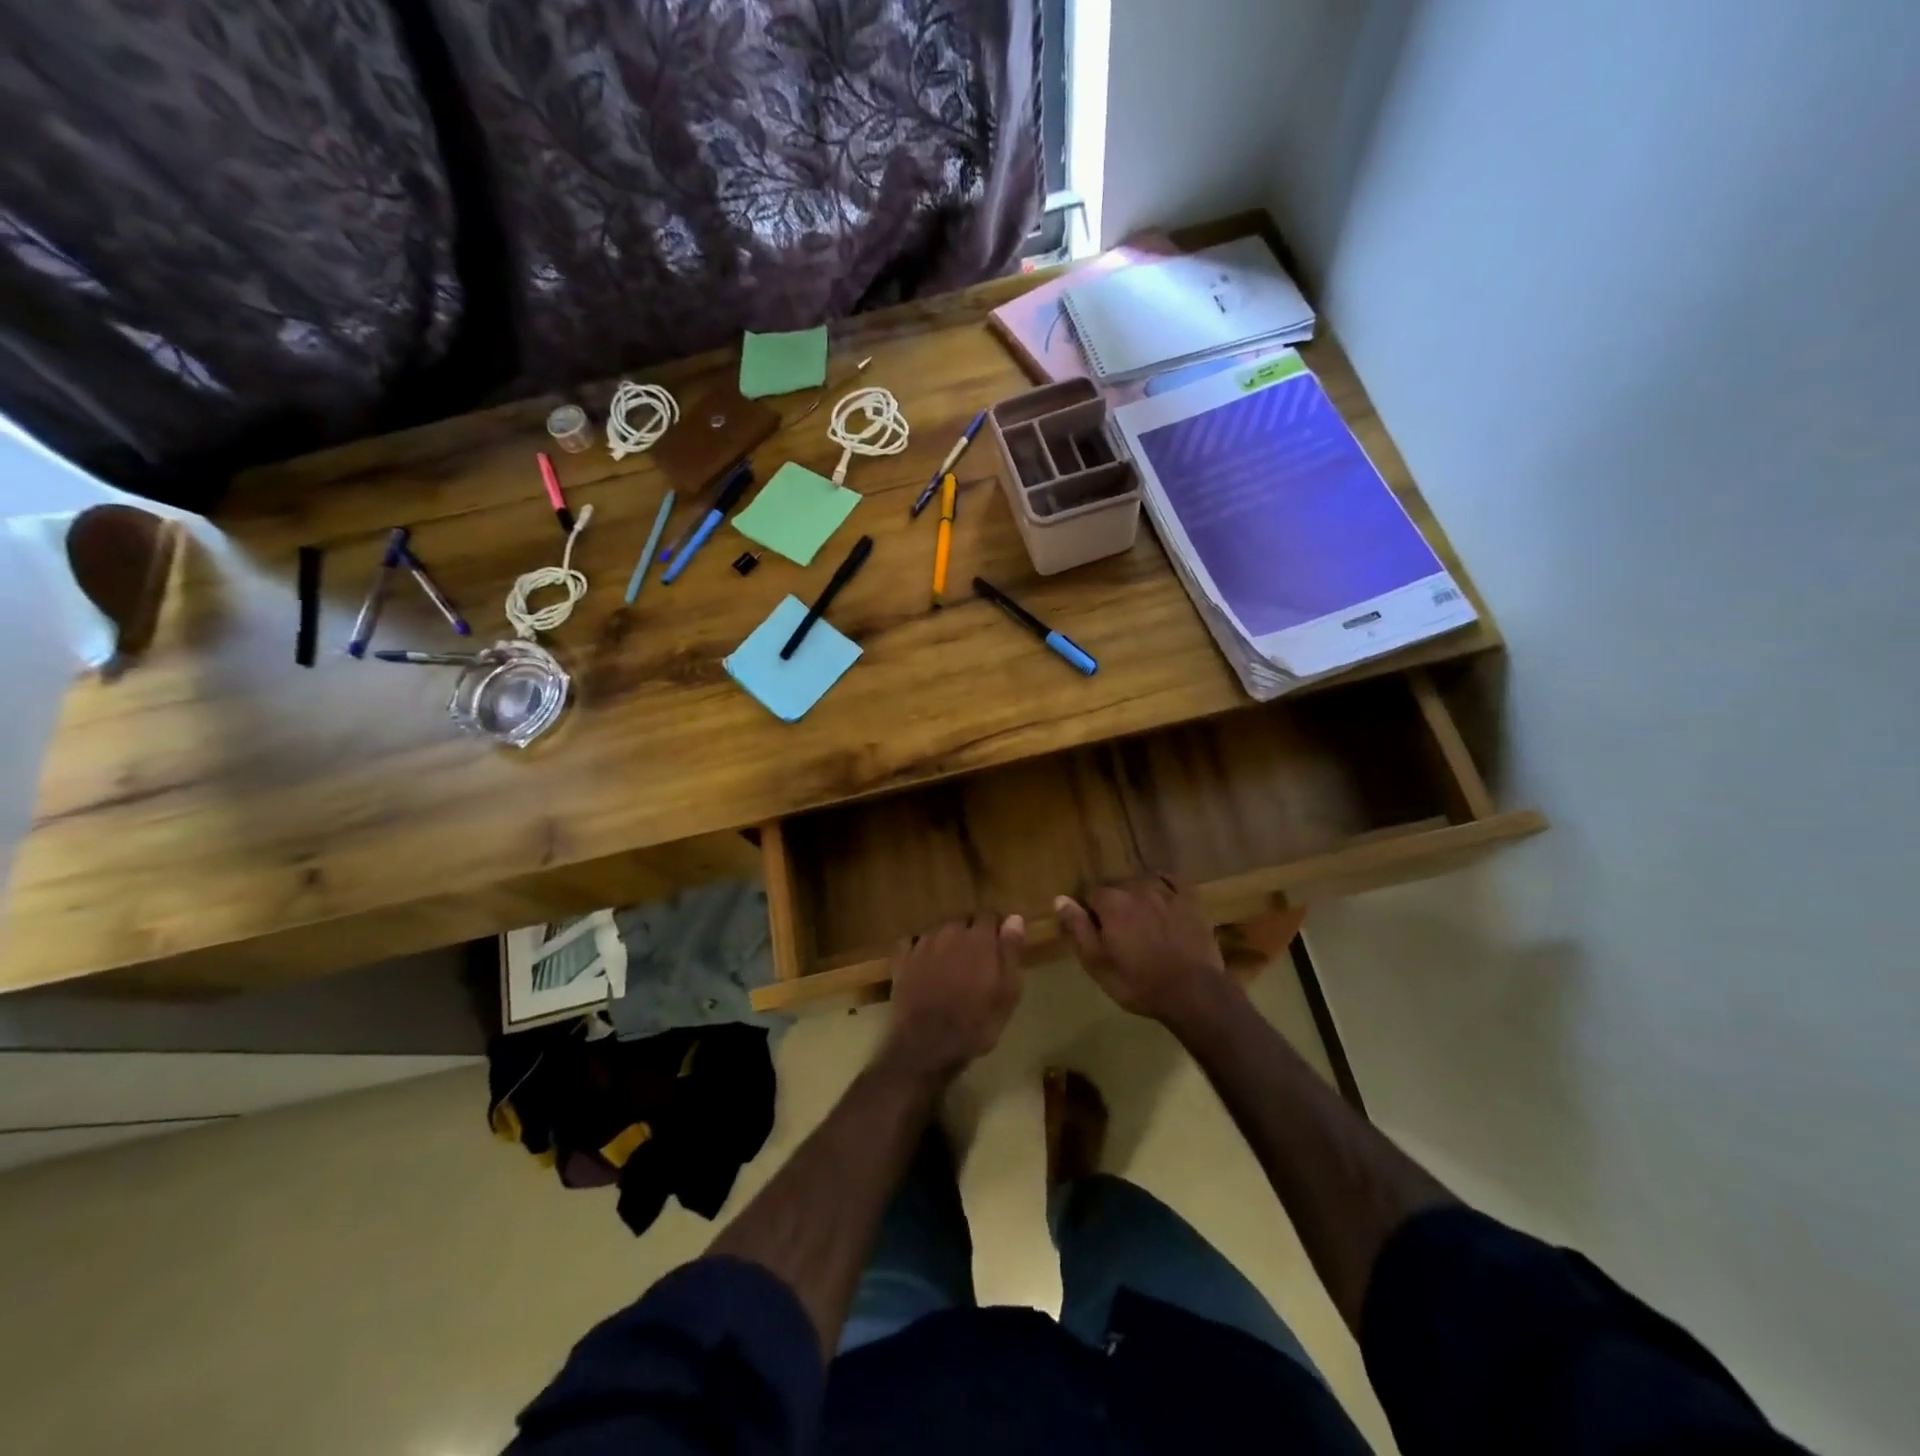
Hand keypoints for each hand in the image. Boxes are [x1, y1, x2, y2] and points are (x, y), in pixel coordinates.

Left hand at [882, 915, 1026, 1077]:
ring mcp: (922, 944)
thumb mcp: (1007, 993)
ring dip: (946, 943)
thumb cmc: (976, 1023)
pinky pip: (911, 944)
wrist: (927, 1045)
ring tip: (950, 967)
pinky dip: (918, 950)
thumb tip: (1015, 918)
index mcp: (978, 938)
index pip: (989, 917)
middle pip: (963, 923)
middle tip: (975, 962)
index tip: (998, 946)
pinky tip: (922, 966)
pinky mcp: (902, 960)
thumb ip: (1011, 952)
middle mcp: (949, 932)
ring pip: (938, 933)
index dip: (995, 930)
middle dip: (970, 936)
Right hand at [1055, 877, 1231, 1029]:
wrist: (1193, 993)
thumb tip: (1060, 899)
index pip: (1090, 894)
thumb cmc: (1138, 983)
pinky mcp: (1189, 902)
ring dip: (1136, 898)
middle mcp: (1136, 888)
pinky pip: (1172, 883)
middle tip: (1117, 932)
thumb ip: (1078, 927)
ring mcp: (1166, 893)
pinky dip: (1163, 887)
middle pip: (1116, 888)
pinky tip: (1162, 898)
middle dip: (1113, 904)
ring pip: (1142, 885)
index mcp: (1111, 902)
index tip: (1094, 931)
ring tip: (1140, 922)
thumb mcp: (1097, 962)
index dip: (1089, 912)